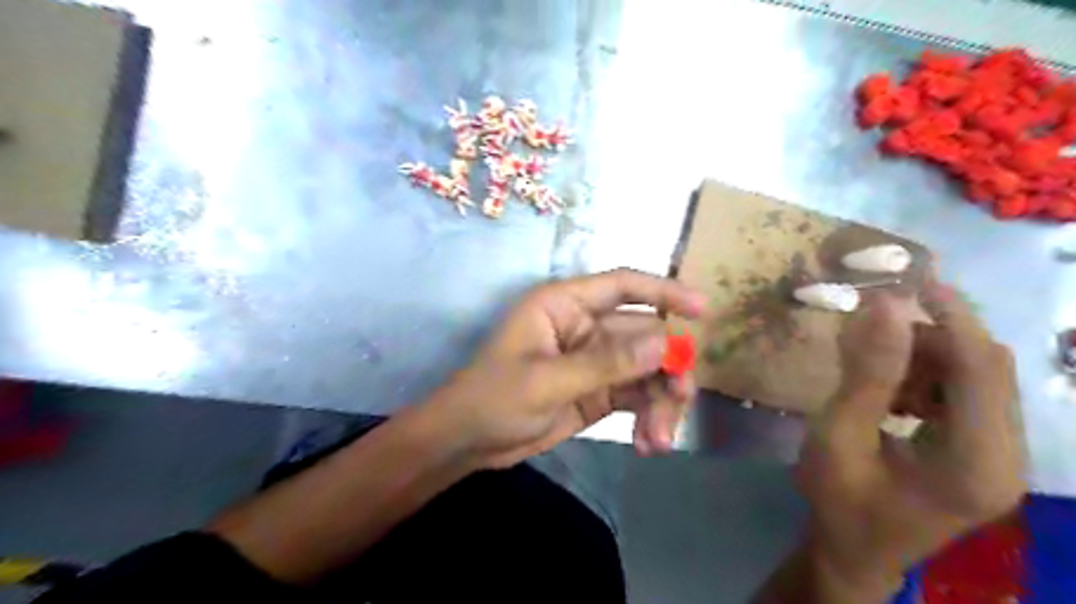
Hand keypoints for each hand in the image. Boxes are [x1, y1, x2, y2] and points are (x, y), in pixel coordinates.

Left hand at [424, 266, 711, 468]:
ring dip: (660, 402)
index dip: (665, 291)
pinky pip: (637, 397)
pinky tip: (649, 445)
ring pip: (647, 370)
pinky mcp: (599, 392)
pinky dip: (649, 418)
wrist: (468, 442)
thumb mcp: (546, 381)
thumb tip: (665, 345)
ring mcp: (595, 361)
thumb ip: (605, 363)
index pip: (623, 285)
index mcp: (565, 305)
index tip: (703, 310)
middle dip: (667, 368)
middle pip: (645, 335)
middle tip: (679, 399)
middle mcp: (586, 327)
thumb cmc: (493, 398)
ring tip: (658, 439)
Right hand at [797, 276, 1022, 598]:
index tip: (909, 278)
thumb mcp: (836, 435)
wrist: (852, 549)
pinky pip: (966, 392)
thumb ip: (864, 374)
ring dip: (926, 356)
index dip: (950, 316)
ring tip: (874, 369)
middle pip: (987, 368)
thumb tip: (884, 305)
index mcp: (976, 464)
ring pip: (977, 376)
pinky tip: (892, 392)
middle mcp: (1008, 457)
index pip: (981, 370)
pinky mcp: (985, 450)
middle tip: (871, 327)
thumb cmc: (837, 499)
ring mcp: (1001, 455)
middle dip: (930, 336)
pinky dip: (927, 375)